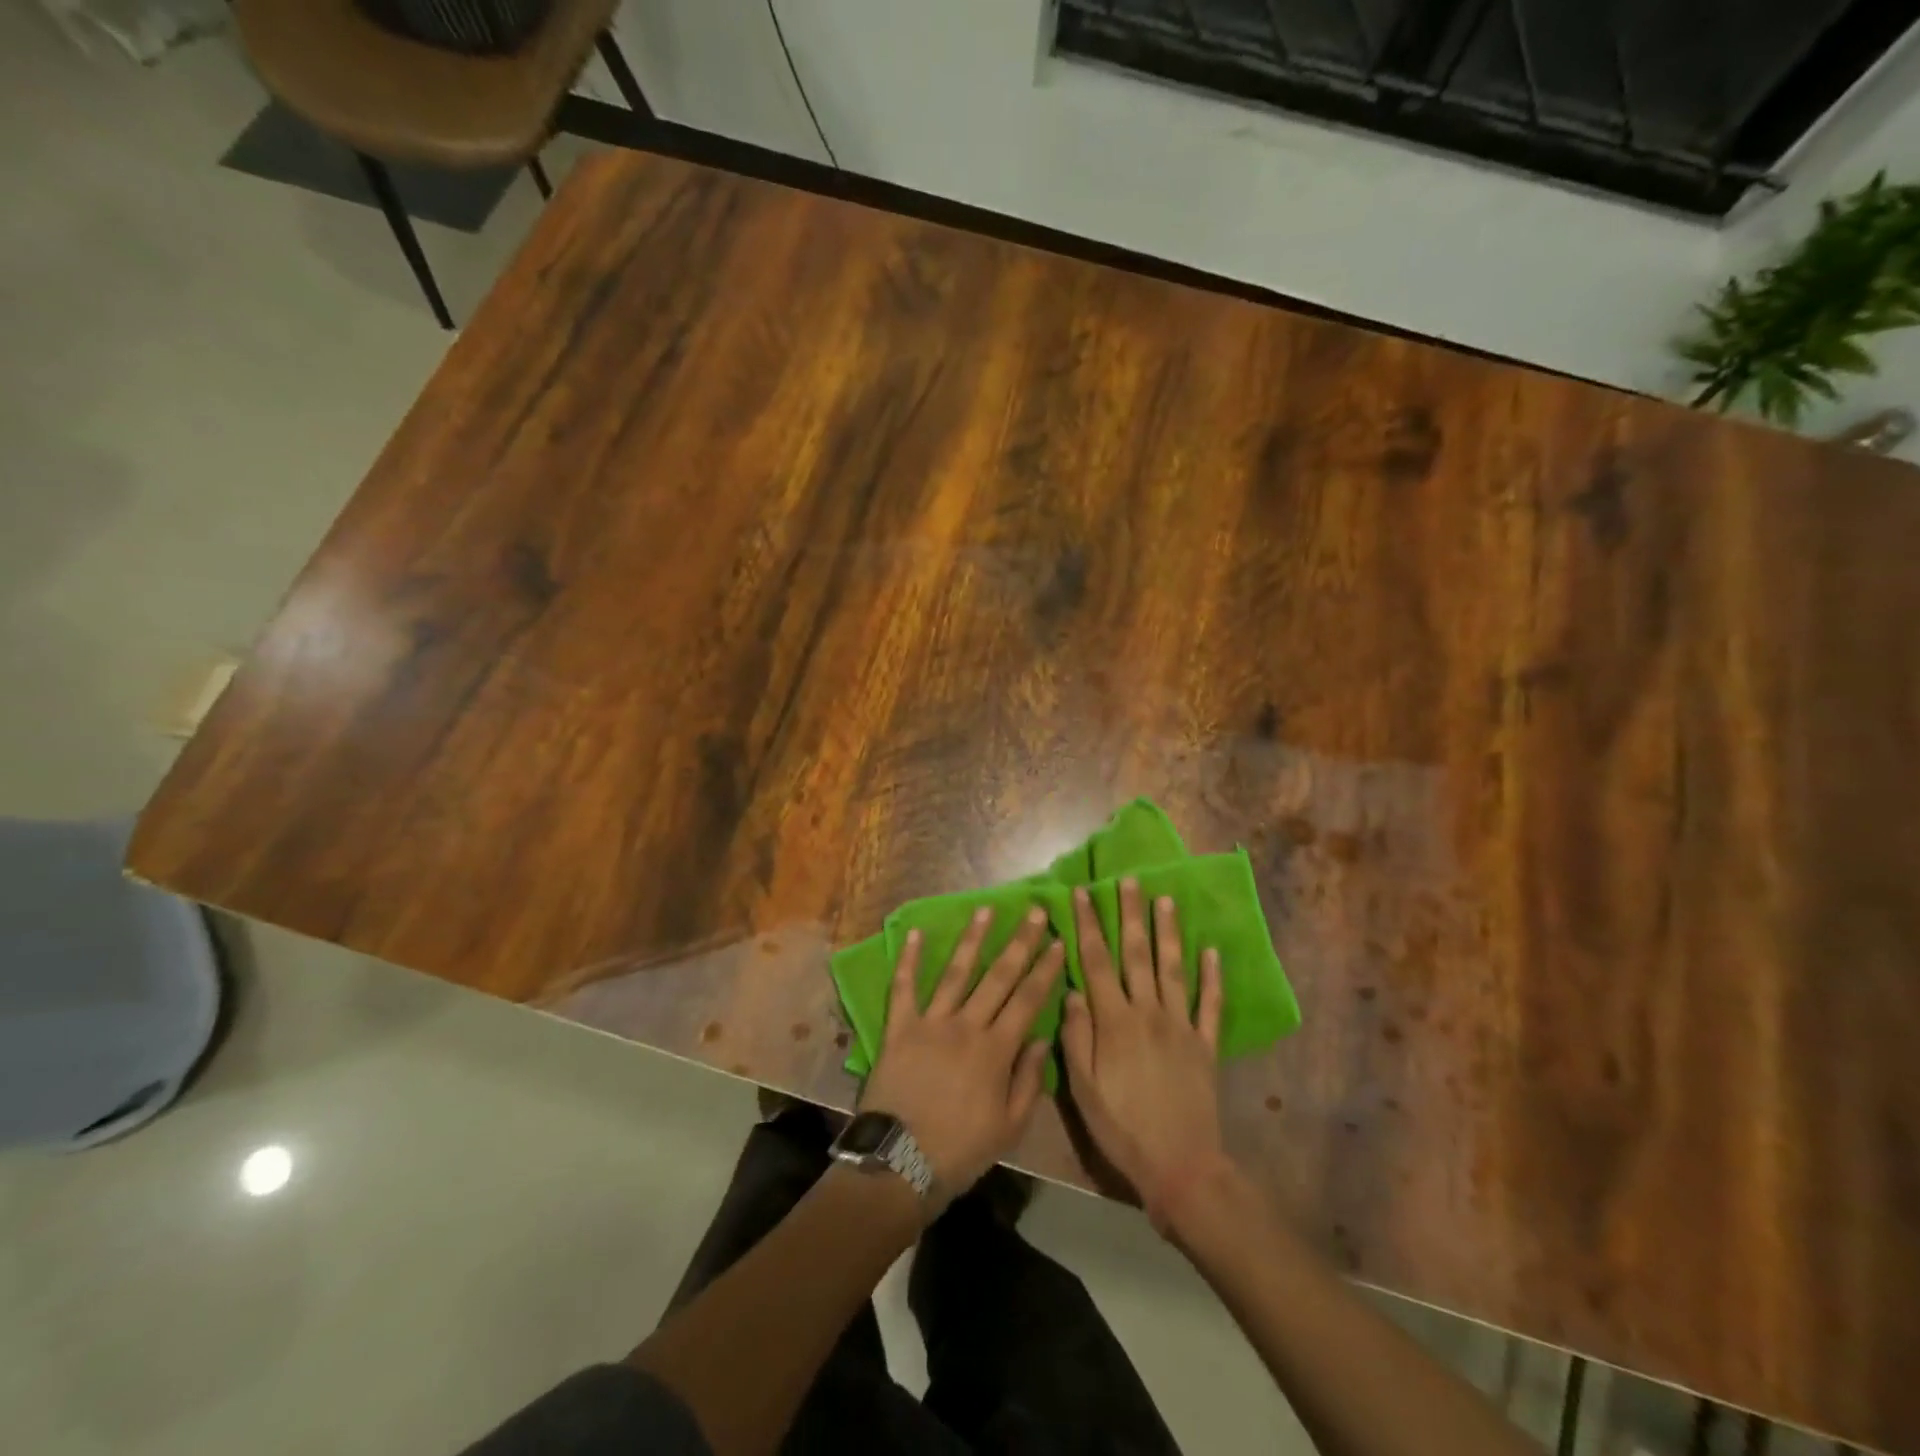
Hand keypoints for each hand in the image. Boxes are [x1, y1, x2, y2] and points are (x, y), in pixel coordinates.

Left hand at [859, 907, 1065, 1211]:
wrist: (899, 1164)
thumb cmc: (961, 1150)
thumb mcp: (1010, 1127)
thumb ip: (1029, 1080)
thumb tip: (1041, 1037)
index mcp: (996, 1049)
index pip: (1028, 999)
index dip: (1045, 969)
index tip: (1057, 941)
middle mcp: (966, 1025)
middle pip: (998, 977)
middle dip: (1019, 942)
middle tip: (1033, 911)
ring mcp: (930, 1022)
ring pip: (956, 973)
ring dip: (972, 939)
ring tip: (985, 909)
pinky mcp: (899, 1028)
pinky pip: (904, 988)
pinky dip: (909, 960)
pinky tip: (916, 933)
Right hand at [1061, 880, 1231, 1235]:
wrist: (1181, 1167)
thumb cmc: (1122, 1128)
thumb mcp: (1083, 1089)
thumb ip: (1076, 1037)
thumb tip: (1071, 991)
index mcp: (1114, 1021)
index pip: (1097, 961)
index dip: (1088, 925)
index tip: (1081, 894)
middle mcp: (1148, 1012)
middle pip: (1136, 953)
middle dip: (1130, 914)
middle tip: (1130, 880)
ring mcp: (1181, 1025)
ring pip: (1173, 968)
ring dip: (1168, 932)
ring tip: (1166, 900)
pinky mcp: (1205, 1044)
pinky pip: (1210, 1004)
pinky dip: (1212, 977)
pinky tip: (1212, 951)